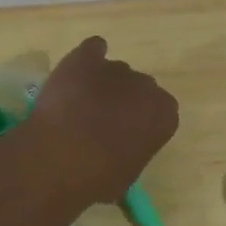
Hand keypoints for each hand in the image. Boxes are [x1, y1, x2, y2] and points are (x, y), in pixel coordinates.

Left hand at [25, 36, 178, 204]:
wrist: (61, 157)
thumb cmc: (100, 177)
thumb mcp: (128, 176)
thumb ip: (133, 154)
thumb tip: (122, 154)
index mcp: (164, 114)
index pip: (161, 111)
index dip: (142, 122)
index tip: (128, 135)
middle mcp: (146, 85)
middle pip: (139, 87)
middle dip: (125, 100)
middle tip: (102, 121)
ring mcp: (115, 68)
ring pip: (114, 71)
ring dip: (103, 83)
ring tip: (79, 104)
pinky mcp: (85, 58)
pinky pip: (93, 48)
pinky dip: (88, 57)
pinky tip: (77, 72)